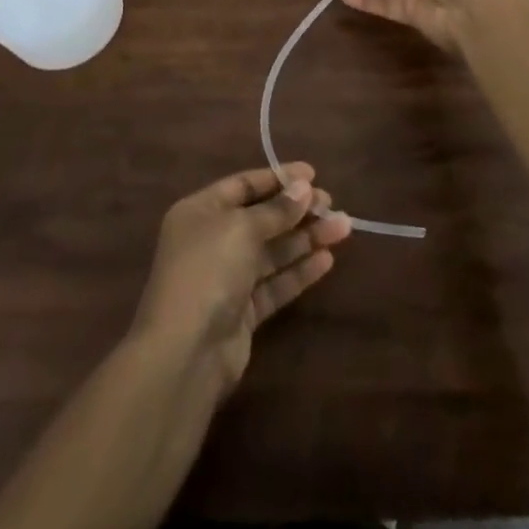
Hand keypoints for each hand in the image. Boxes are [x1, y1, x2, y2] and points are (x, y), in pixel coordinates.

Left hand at [129, 164, 351, 394]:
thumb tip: (304, 188)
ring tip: (343, 227)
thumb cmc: (207, 271)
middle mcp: (211, 241)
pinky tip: (326, 260)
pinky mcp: (242, 312)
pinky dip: (298, 271)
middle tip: (331, 204)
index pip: (243, 186)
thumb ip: (276, 210)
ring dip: (305, 238)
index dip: (277, 179)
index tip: (312, 175)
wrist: (185, 353)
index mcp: (201, 211)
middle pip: (261, 218)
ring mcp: (227, 278)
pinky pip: (274, 283)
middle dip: (296, 210)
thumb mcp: (241, 229)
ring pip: (272, 251)